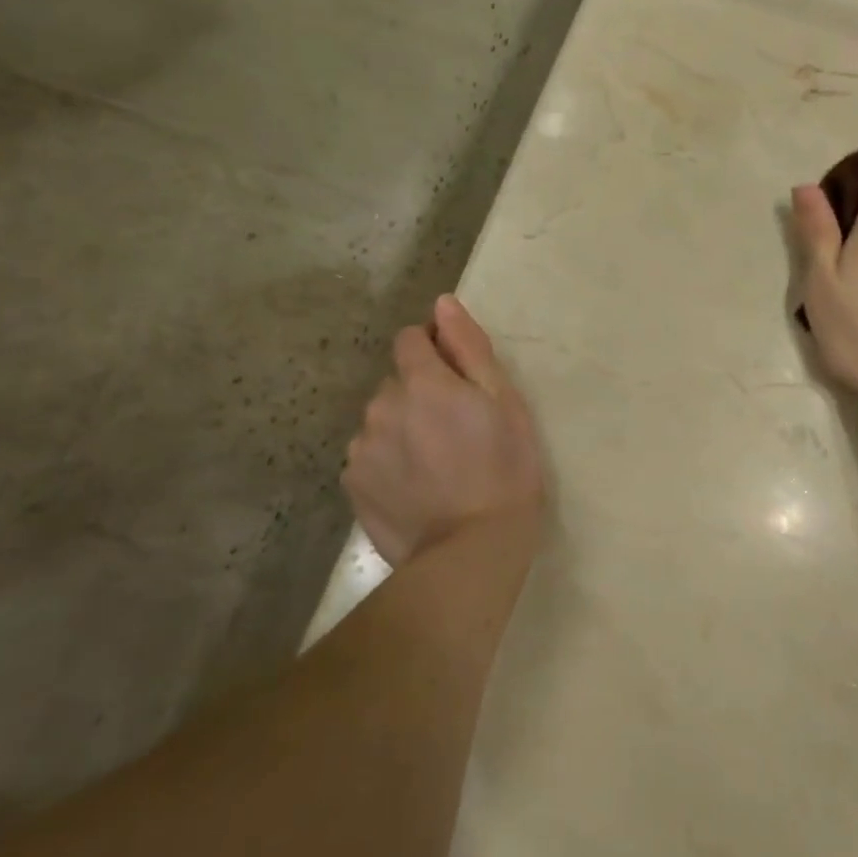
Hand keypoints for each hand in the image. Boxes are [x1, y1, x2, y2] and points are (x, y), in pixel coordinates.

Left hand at [343, 295, 545, 567]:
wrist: (471, 553)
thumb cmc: (505, 470)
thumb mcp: (505, 402)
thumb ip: (469, 348)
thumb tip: (442, 303)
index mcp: (422, 382)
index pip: (411, 338)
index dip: (434, 349)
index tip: (458, 377)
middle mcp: (382, 406)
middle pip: (397, 382)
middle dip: (420, 393)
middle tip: (456, 430)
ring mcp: (362, 448)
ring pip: (381, 420)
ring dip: (402, 427)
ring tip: (436, 464)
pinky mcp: (352, 484)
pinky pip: (369, 456)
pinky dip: (388, 462)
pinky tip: (415, 487)